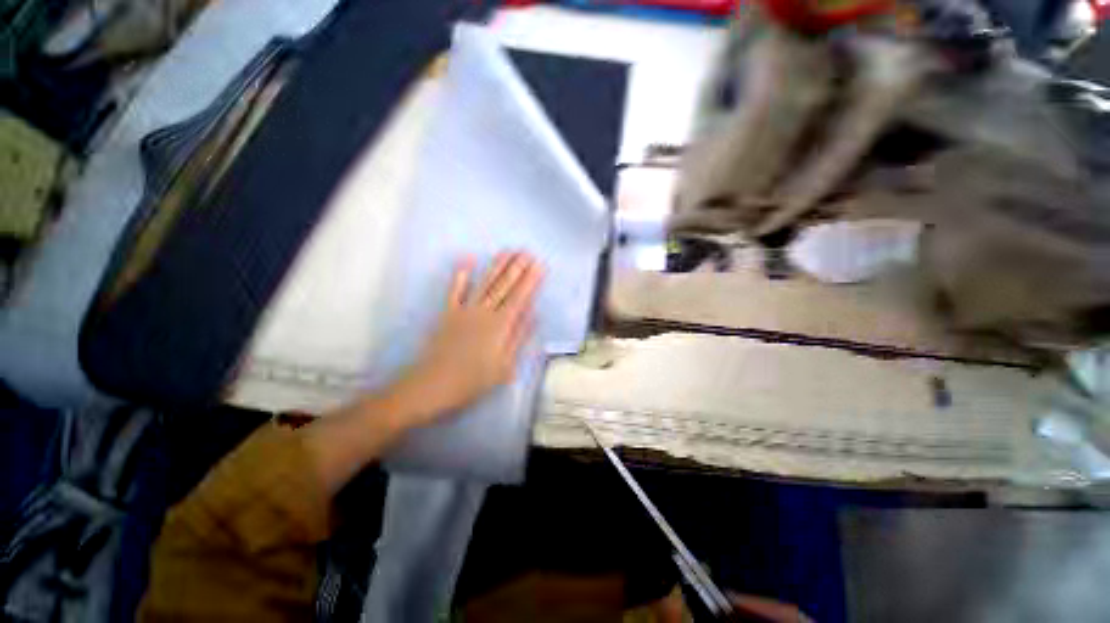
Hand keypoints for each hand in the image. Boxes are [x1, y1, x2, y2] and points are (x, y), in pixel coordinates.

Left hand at [390, 252, 543, 427]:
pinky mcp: (448, 313)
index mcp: (500, 325)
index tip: (539, 265)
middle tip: (526, 251)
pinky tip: (467, 259)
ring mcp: (464, 310)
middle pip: (503, 286)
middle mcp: (484, 312)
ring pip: (485, 283)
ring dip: (497, 266)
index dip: (531, 281)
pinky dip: (461, 275)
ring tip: (508, 251)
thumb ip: (519, 336)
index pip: (520, 298)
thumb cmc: (473, 380)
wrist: (434, 385)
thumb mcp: (505, 365)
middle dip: (517, 268)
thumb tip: (534, 314)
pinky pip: (455, 290)